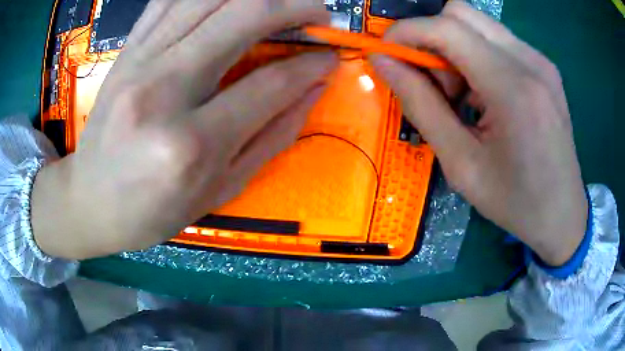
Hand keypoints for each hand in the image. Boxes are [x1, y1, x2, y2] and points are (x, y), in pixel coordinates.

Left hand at [31, 0, 337, 259]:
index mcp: (190, 145)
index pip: (269, 84)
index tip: (331, 56)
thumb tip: (313, 88)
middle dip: (292, 7)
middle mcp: (162, 90)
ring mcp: (139, 63)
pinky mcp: (127, 52)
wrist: (90, 200)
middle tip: (317, 12)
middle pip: (241, 17)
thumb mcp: (219, 191)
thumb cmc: (153, 210)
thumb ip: (272, 136)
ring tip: (278, 2)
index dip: (310, 65)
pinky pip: (170, 0)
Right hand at [370, 2, 586, 265]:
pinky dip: (476, 57)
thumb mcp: (461, 164)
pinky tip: (484, 95)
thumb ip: (421, 105)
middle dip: (431, 37)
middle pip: (461, 13)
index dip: (406, 32)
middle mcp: (530, 61)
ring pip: (479, 25)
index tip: (386, 53)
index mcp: (513, 88)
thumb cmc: (515, 201)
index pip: (446, 28)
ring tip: (462, 96)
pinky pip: (497, 41)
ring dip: (455, 48)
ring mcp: (540, 61)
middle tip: (431, 79)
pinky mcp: (544, 67)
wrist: (562, 214)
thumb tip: (384, 63)